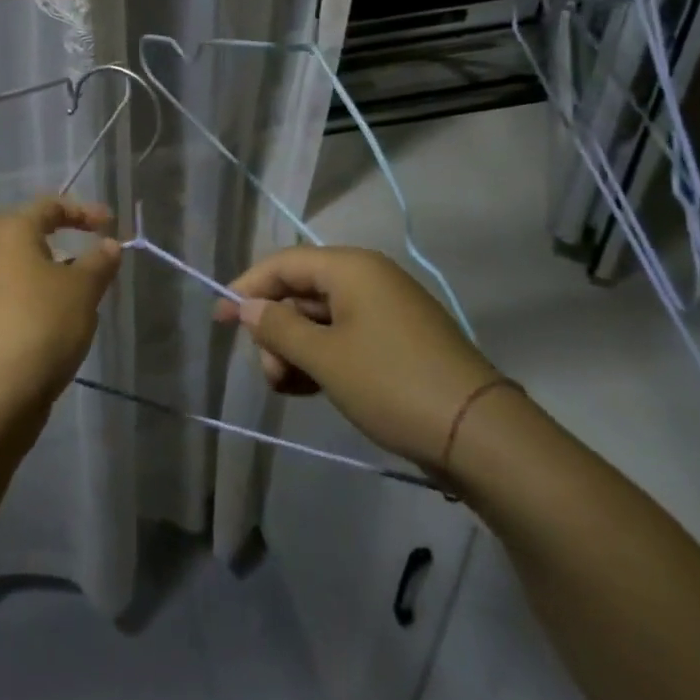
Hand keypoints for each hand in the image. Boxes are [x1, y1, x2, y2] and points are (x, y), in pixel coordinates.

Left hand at [0, 197, 121, 400]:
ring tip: (80, 287)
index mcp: (9, 229)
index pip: (50, 205)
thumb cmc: (42, 323)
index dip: (84, 212)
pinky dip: (35, 295)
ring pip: (20, 265)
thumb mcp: (83, 289)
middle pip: (30, 233)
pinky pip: (12, 292)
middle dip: (64, 240)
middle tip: (93, 252)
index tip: (111, 225)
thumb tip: (110, 245)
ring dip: (50, 271)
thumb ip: (99, 262)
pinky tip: (57, 316)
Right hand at [218, 246, 496, 468]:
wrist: (481, 436)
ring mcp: (386, 310)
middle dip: (275, 331)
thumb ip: (278, 327)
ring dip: (295, 350)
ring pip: (320, 319)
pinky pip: (345, 338)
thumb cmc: (392, 384)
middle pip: (300, 291)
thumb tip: (245, 306)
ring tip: (288, 389)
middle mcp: (368, 279)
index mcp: (350, 268)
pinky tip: (310, 390)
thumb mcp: (324, 358)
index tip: (219, 320)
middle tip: (269, 373)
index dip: (246, 288)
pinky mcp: (398, 341)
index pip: (282, 264)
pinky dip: (322, 359)